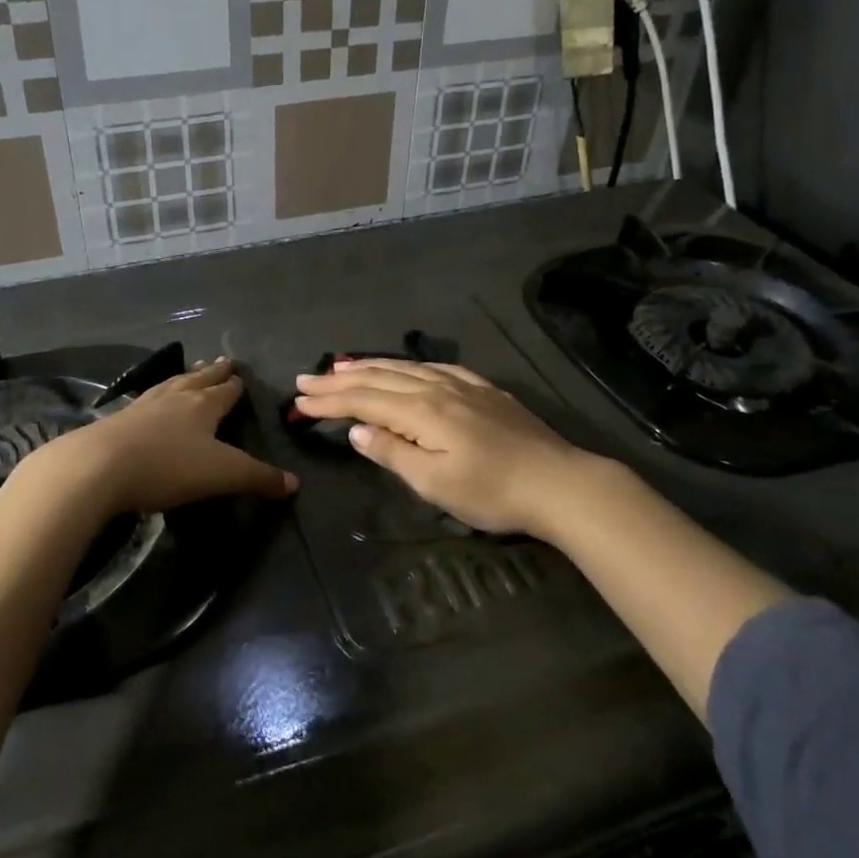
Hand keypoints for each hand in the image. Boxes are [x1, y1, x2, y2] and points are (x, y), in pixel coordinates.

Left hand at [31, 357, 296, 520]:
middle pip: (198, 380)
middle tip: (222, 360)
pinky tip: (149, 400)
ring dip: (184, 378)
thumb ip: (259, 478)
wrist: (99, 466)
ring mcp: (144, 406)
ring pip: (170, 385)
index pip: (225, 391)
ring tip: (191, 371)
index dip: (235, 385)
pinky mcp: (118, 420)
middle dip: (212, 372)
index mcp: (204, 406)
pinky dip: (155, 396)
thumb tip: (294, 483)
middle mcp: (175, 398)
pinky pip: (144, 400)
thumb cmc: (169, 467)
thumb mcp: (223, 475)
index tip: (240, 373)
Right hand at [293, 360, 588, 537]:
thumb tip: (356, 430)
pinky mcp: (483, 389)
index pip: (363, 401)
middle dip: (338, 379)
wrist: (560, 482)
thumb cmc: (493, 492)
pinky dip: (406, 366)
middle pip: (378, 378)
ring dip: (368, 367)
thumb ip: (393, 453)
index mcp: (422, 411)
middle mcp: (437, 388)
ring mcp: (462, 385)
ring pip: (404, 368)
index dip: (329, 401)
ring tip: (341, 365)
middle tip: (305, 378)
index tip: (298, 400)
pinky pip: (434, 367)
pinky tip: (403, 367)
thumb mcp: (435, 483)